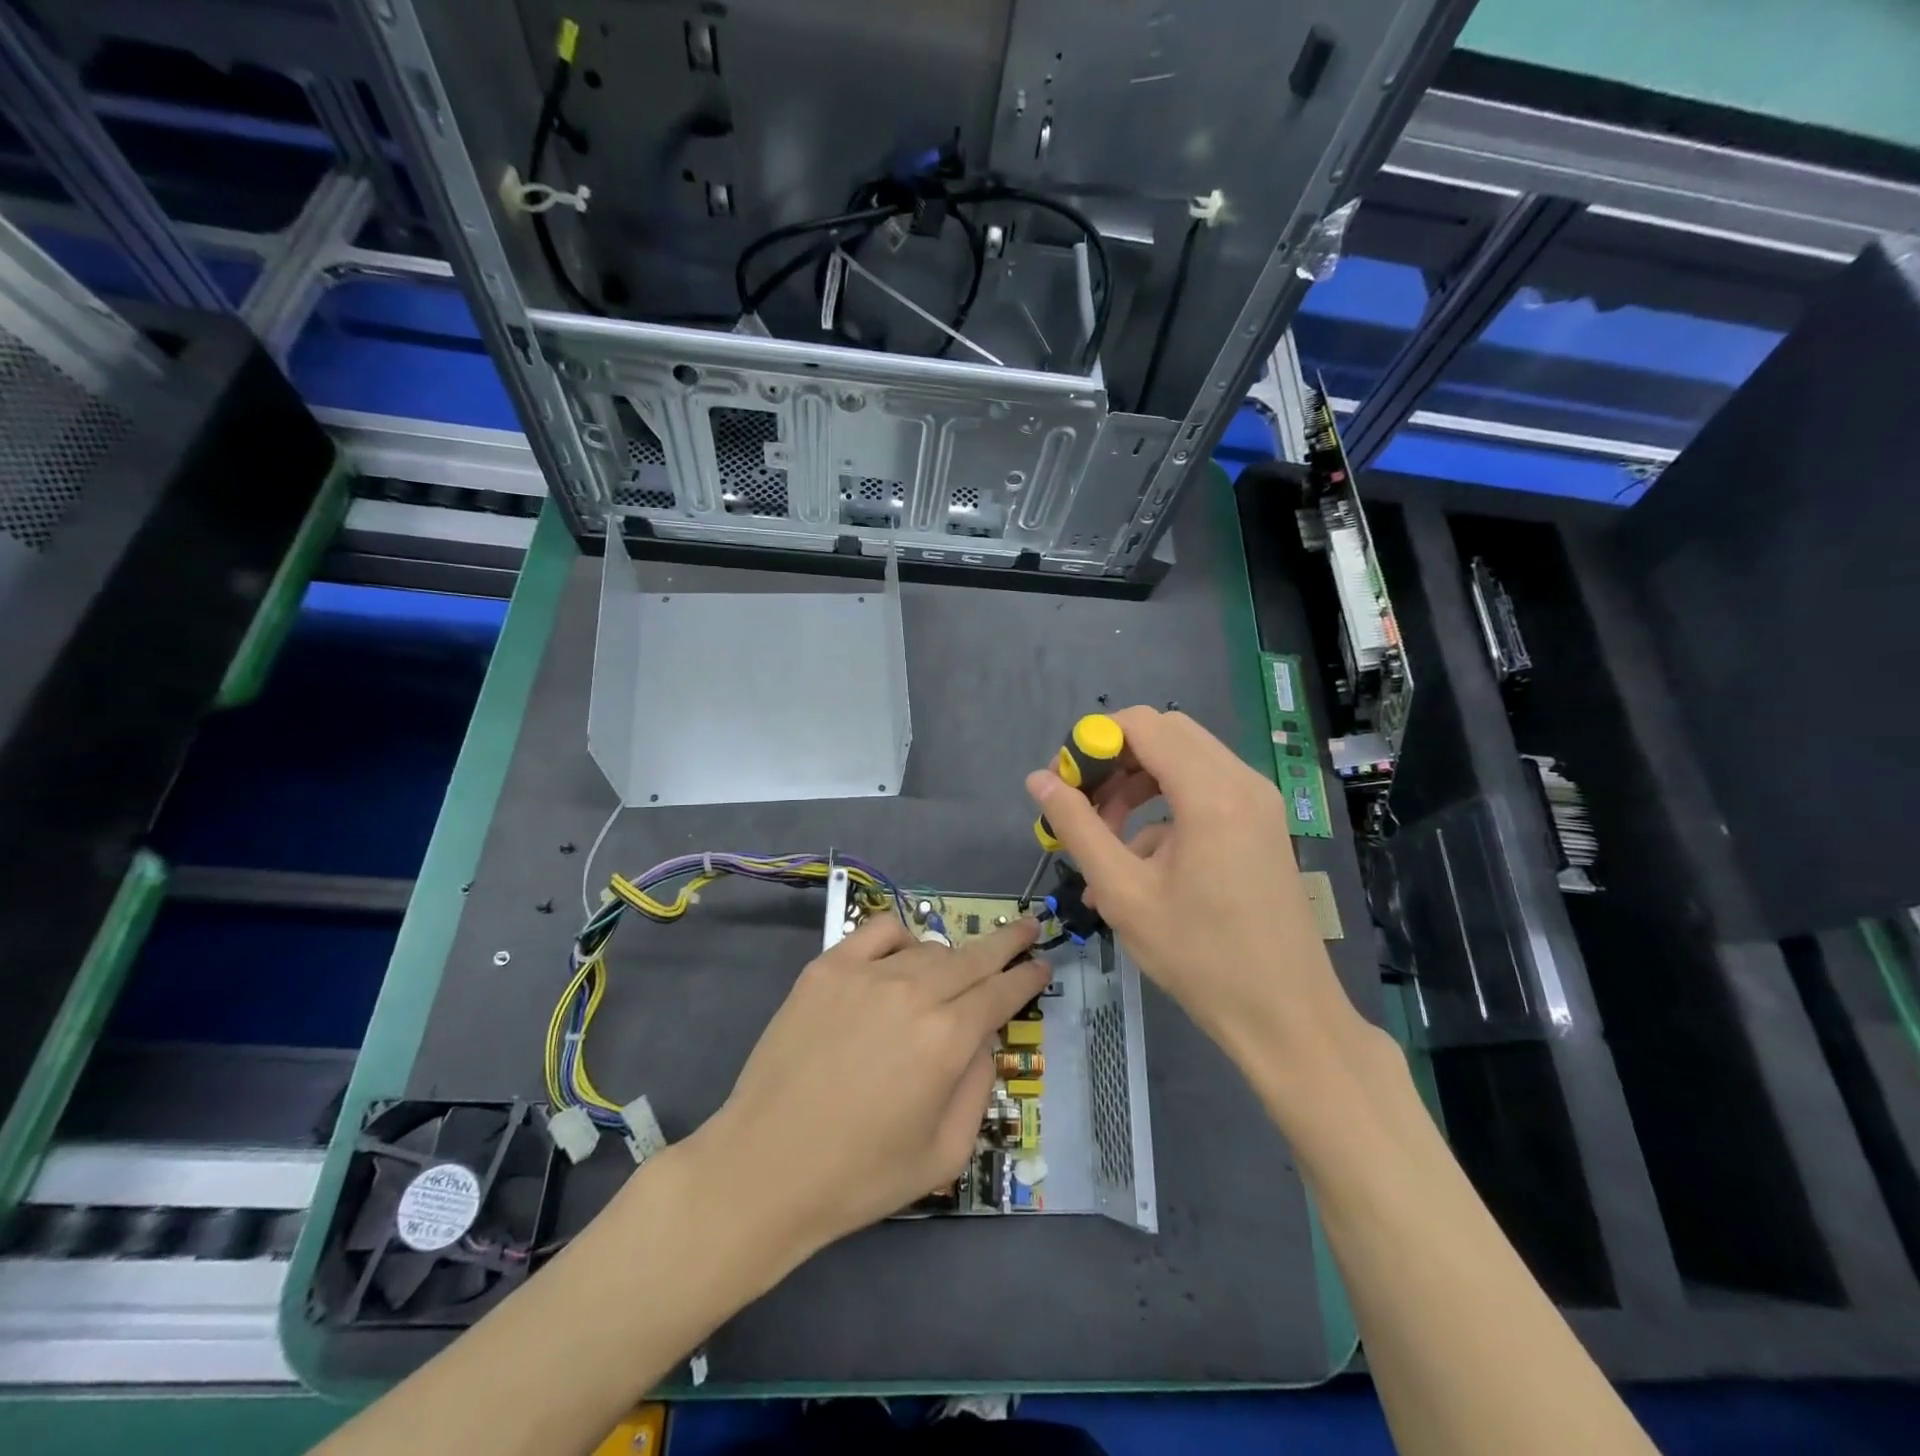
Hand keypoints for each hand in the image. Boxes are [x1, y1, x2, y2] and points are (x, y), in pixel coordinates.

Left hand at [694, 914, 1046, 1260]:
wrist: (765, 1168)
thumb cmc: (860, 1175)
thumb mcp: (945, 1153)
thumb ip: (976, 1086)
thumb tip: (981, 1038)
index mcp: (948, 1040)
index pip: (1001, 992)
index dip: (1027, 977)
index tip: (1041, 965)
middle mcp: (913, 994)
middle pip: (974, 956)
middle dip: (1007, 943)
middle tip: (1027, 928)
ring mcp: (867, 974)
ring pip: (929, 948)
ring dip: (952, 957)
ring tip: (954, 973)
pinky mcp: (827, 968)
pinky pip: (879, 932)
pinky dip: (901, 938)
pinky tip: (902, 957)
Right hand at [1025, 706, 1365, 1072]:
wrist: (1285, 1015)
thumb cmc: (1200, 957)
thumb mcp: (1124, 893)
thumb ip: (1078, 828)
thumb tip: (1038, 781)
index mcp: (1211, 794)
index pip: (1142, 725)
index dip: (1093, 741)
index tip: (1064, 782)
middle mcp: (1242, 782)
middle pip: (1165, 734)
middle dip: (1114, 760)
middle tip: (1081, 803)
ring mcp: (1258, 802)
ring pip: (1184, 760)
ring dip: (1136, 785)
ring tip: (1103, 837)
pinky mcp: (1261, 823)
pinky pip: (1204, 791)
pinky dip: (1163, 808)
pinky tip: (1138, 862)